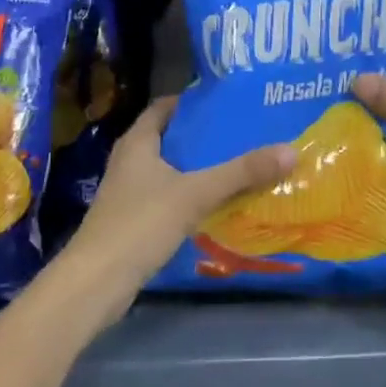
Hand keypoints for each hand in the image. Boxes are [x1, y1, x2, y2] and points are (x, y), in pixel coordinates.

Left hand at [53, 96, 294, 329]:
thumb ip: (241, 173)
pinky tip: (218, 204)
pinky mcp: (133, 222)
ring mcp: (129, 193)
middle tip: (244, 132)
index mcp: (138, 142)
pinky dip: (191, 195)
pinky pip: (168, 197)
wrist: (94, 285)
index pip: (165, 107)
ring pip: (171, 170)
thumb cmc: (139, 224)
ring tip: (239, 165)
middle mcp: (130, 161)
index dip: (193, 101)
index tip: (228, 102)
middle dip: (204, 136)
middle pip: (171, 138)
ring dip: (199, 168)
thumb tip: (290, 150)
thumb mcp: (195, 193)